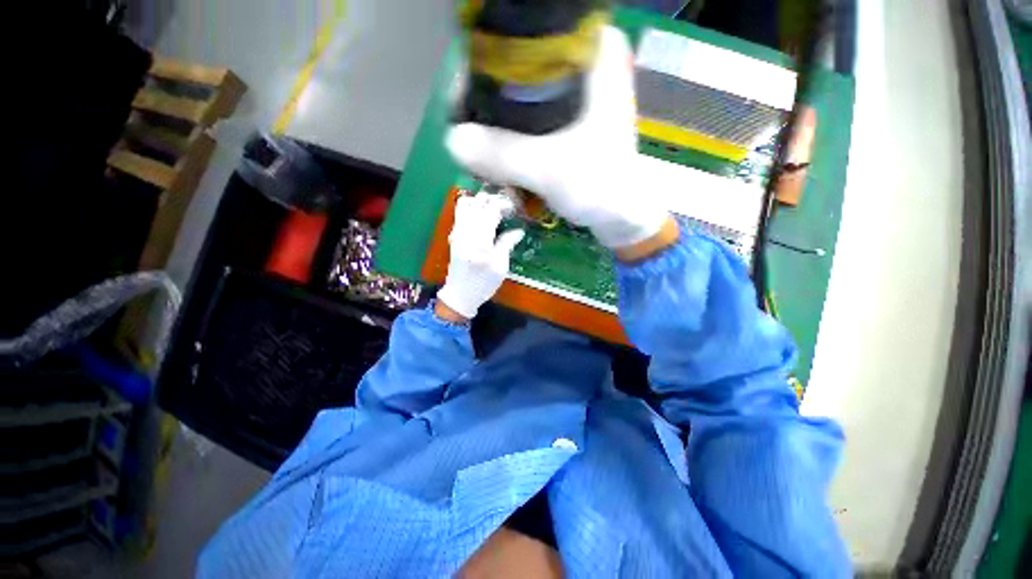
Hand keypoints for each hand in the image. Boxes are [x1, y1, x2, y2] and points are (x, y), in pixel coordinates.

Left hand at [436, 194, 524, 320]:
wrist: (460, 294)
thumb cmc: (483, 283)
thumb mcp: (500, 266)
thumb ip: (507, 244)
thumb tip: (519, 230)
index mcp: (480, 239)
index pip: (491, 209)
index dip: (505, 204)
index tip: (515, 209)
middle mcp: (466, 231)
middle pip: (479, 201)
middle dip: (495, 199)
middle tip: (507, 208)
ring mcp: (457, 231)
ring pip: (467, 202)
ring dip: (481, 201)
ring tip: (494, 209)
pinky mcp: (454, 233)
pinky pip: (460, 211)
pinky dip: (472, 206)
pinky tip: (483, 216)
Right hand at [446, 26, 669, 250]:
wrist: (622, 215)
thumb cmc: (600, 187)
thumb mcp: (550, 169)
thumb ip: (503, 155)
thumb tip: (452, 140)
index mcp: (591, 53)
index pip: (524, 36)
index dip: (486, 65)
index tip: (465, 102)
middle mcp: (583, 63)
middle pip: (516, 68)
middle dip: (488, 108)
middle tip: (474, 141)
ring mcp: (575, 94)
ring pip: (519, 97)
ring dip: (497, 131)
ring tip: (488, 164)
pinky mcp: (567, 121)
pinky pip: (527, 121)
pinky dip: (511, 142)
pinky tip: (503, 167)